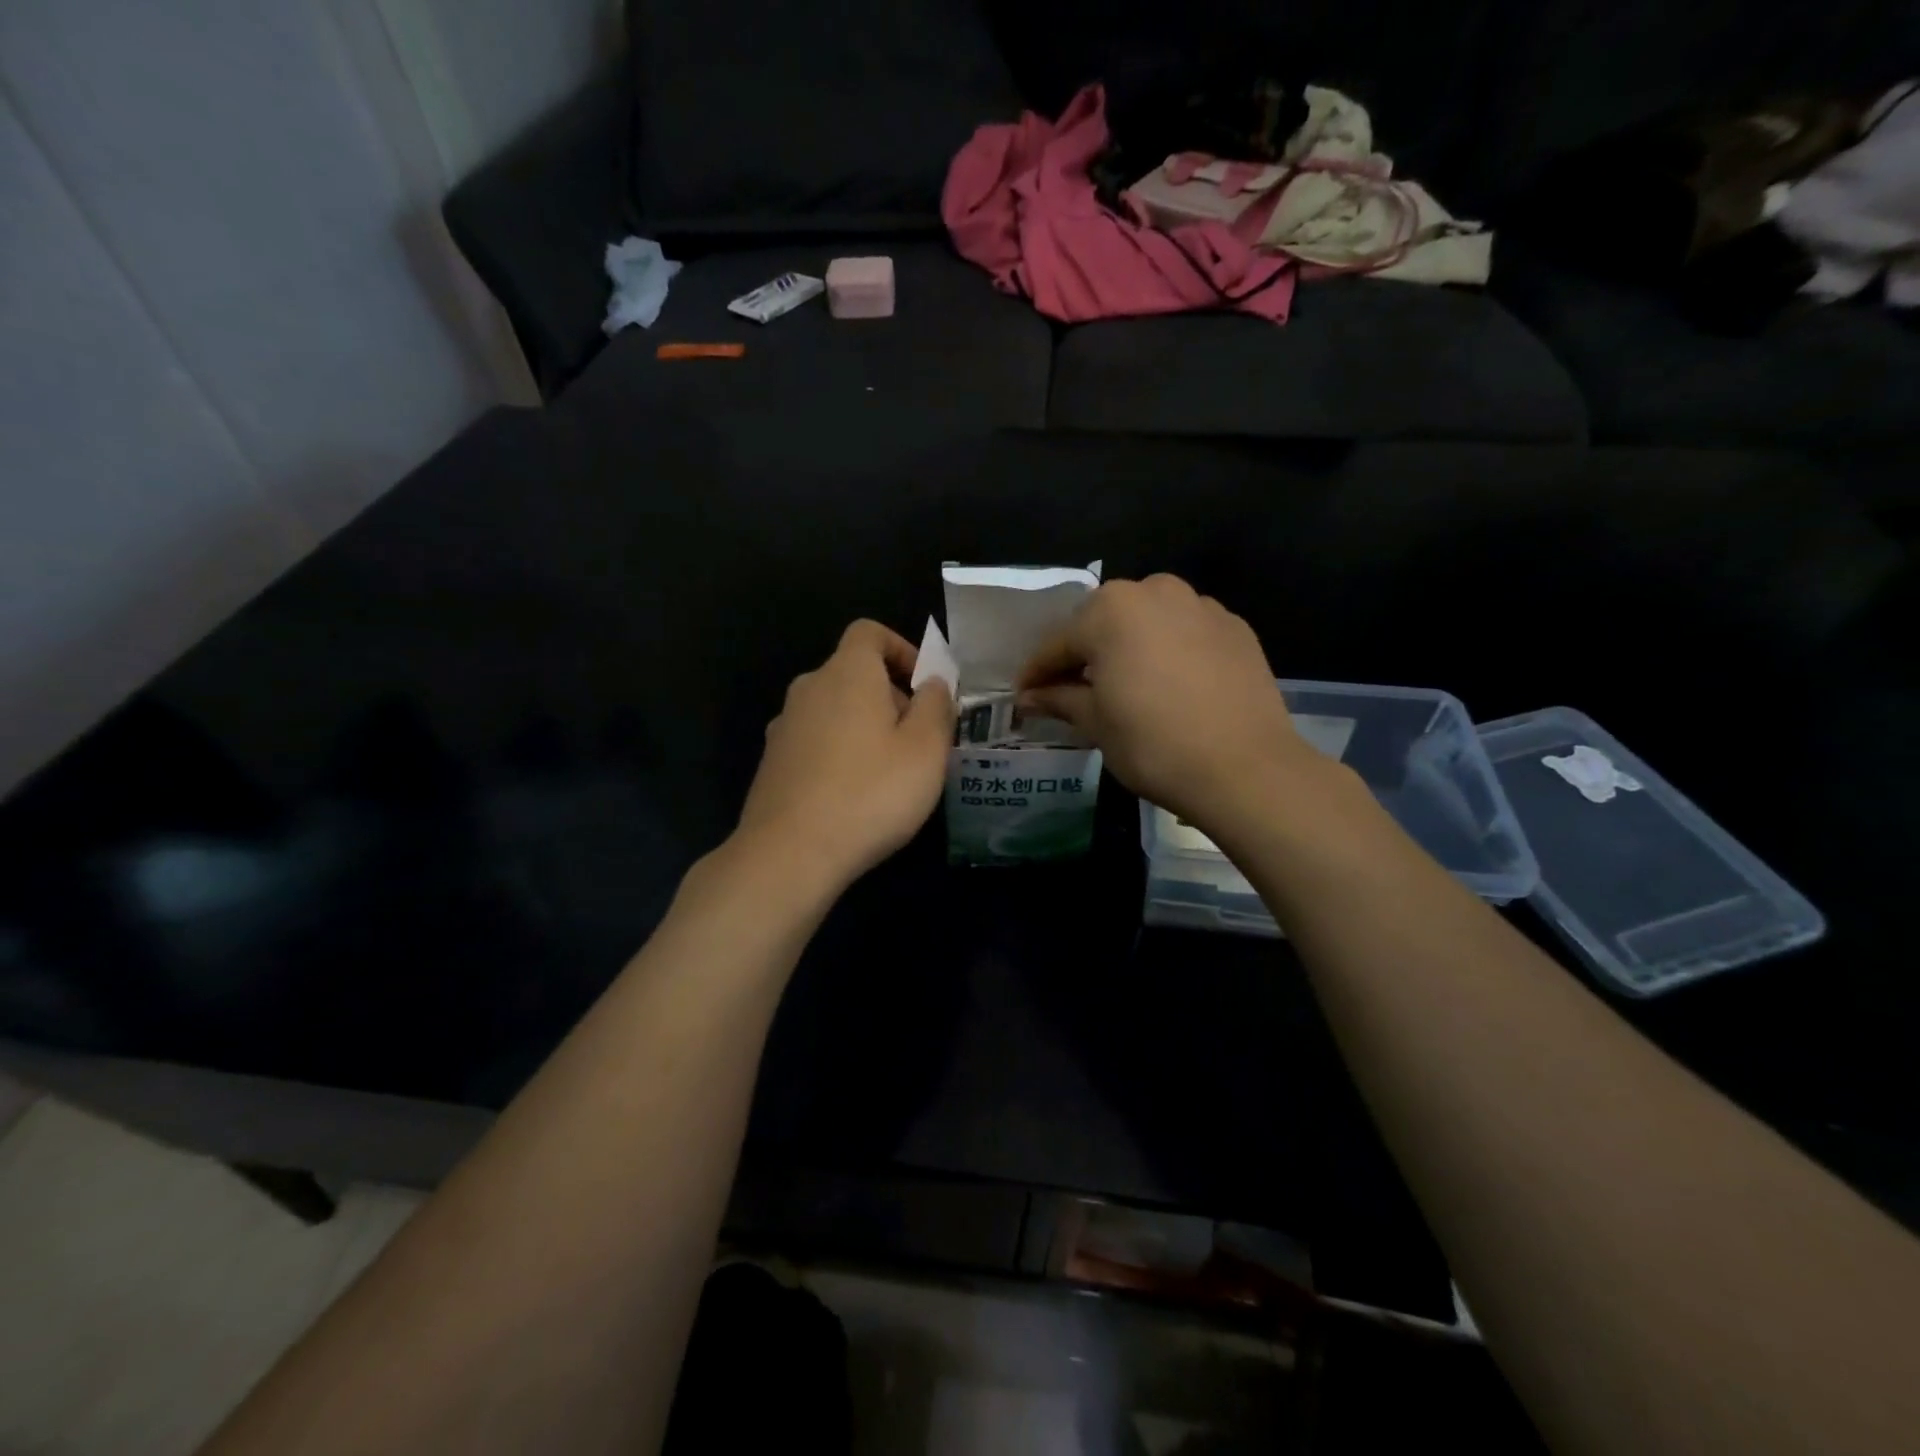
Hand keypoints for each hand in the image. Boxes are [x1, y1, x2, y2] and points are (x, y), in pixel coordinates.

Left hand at [735, 620, 953, 886]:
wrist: (789, 853)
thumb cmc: (870, 793)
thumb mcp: (926, 749)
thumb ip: (936, 706)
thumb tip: (932, 683)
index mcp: (847, 673)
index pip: (869, 632)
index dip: (902, 649)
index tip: (924, 687)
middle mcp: (809, 689)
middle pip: (854, 674)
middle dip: (890, 697)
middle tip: (919, 741)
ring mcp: (784, 727)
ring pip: (834, 711)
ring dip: (865, 728)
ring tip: (890, 773)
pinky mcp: (773, 763)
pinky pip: (815, 742)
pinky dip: (839, 754)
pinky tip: (855, 796)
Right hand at [1017, 575, 1321, 833]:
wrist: (1245, 768)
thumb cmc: (1154, 744)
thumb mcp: (1096, 723)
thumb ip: (1059, 699)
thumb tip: (1029, 696)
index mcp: (1110, 611)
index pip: (1058, 643)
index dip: (1037, 672)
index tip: (1023, 695)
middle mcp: (1154, 592)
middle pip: (1102, 622)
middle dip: (1083, 653)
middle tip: (1072, 690)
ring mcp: (1199, 605)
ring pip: (1146, 621)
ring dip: (1127, 646)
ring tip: (1123, 684)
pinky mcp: (1234, 626)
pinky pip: (1184, 631)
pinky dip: (1167, 650)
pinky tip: (1169, 683)